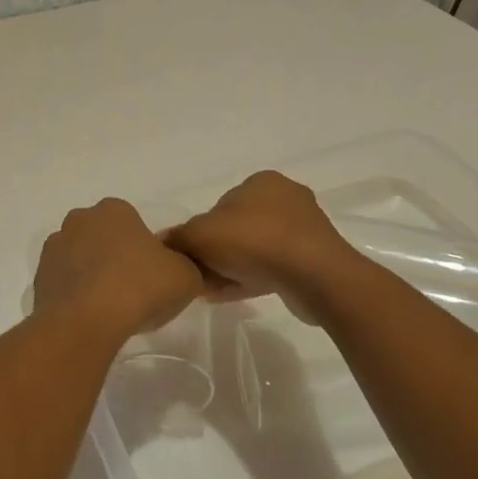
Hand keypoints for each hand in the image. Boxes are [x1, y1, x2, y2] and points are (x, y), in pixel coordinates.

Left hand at [34, 198, 205, 338]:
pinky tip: (90, 317)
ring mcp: (55, 247)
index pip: (133, 223)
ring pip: (81, 258)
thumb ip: (186, 265)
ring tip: (110, 308)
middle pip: (104, 237)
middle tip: (133, 290)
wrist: (85, 323)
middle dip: (115, 257)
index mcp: (114, 210)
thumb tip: (177, 267)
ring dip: (93, 275)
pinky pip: (65, 282)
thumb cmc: (139, 288)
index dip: (144, 248)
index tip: (152, 274)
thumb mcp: (185, 276)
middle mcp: (80, 219)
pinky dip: (76, 295)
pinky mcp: (39, 277)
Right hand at [166, 171, 360, 310]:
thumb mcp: (200, 235)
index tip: (191, 256)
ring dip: (231, 269)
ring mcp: (303, 231)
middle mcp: (285, 199)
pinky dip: (250, 279)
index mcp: (262, 181)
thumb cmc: (254, 241)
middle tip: (198, 276)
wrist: (315, 277)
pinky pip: (273, 268)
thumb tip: (162, 242)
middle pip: (237, 228)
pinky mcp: (313, 261)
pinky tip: (228, 297)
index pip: (221, 205)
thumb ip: (178, 237)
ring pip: (255, 250)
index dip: (201, 232)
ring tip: (210, 292)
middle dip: (216, 253)